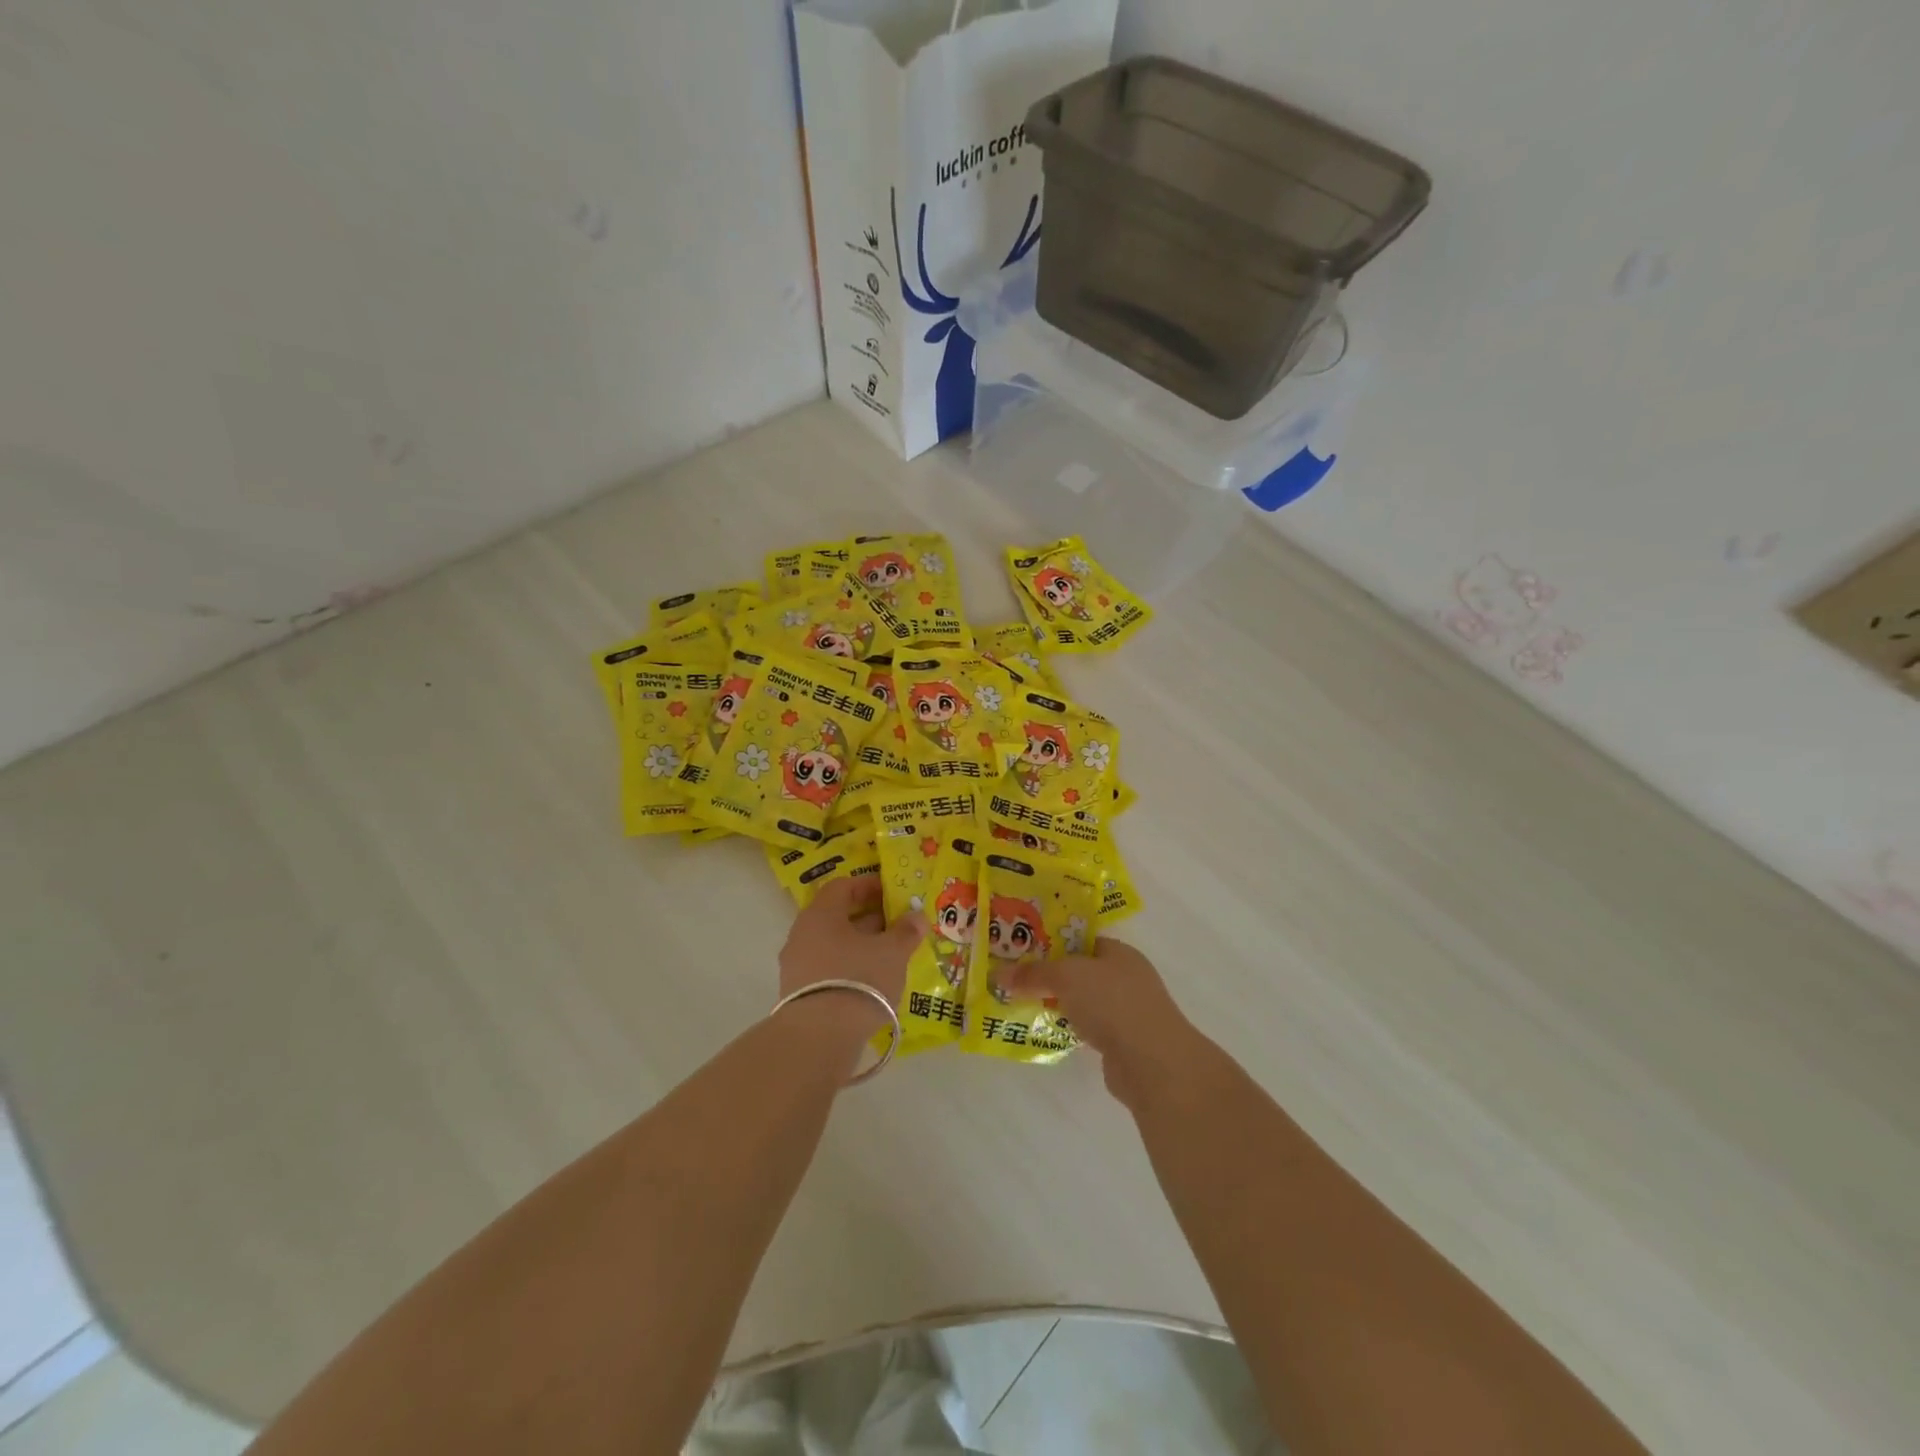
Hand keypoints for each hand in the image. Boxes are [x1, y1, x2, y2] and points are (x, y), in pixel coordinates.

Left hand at [777, 878, 925, 1032]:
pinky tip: (870, 982)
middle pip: (836, 916)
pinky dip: (848, 968)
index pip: (842, 886)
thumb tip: (916, 916)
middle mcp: (802, 934)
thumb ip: (905, 931)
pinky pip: (827, 969)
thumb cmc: (859, 979)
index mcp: (820, 914)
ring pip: (832, 944)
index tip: (891, 893)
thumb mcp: (892, 952)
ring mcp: (796, 966)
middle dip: (867, 918)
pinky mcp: (798, 994)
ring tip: (887, 955)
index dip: (868, 886)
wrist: (820, 1038)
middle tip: (895, 925)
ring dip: (859, 945)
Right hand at [997, 939, 1202, 1105]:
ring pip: (1084, 1001)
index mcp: (1119, 952)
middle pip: (1081, 971)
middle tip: (1016, 977)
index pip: (1081, 940)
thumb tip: (998, 975)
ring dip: (1059, 1004)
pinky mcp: (1122, 1043)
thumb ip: (1033, 974)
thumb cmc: (1112, 1003)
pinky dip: (1070, 1029)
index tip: (1022, 948)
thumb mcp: (1066, 976)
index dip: (1052, 942)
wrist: (1152, 1062)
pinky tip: (1048, 1031)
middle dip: (1051, 975)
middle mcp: (1126, 978)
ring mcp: (1127, 1012)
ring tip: (1023, 1004)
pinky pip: (1088, 1028)